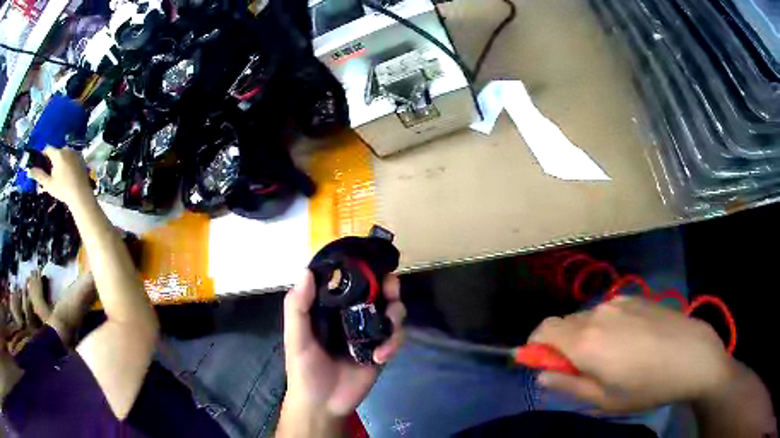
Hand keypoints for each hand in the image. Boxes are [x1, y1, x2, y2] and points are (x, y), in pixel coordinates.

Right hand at [28, 147, 92, 207]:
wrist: (80, 194)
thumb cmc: (63, 189)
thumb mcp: (48, 183)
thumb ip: (39, 175)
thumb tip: (28, 170)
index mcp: (58, 154)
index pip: (48, 149)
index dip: (43, 155)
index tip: (41, 164)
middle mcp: (66, 149)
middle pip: (56, 151)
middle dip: (52, 160)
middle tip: (50, 173)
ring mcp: (74, 152)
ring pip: (64, 154)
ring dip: (60, 161)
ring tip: (59, 175)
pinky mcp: (80, 157)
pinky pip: (71, 157)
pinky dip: (67, 163)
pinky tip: (67, 175)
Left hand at [282, 270, 405, 417]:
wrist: (322, 404)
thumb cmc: (304, 369)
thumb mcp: (295, 337)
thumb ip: (297, 307)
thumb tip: (306, 271)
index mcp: (331, 308)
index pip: (350, 282)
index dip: (363, 270)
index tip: (372, 262)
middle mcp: (352, 316)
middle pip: (378, 292)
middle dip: (389, 287)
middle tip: (391, 289)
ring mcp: (369, 333)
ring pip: (393, 312)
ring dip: (396, 314)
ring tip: (389, 324)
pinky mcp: (382, 350)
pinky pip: (397, 338)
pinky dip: (394, 343)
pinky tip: (380, 356)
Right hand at [529, 296, 733, 411]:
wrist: (692, 355)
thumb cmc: (646, 386)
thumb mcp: (603, 399)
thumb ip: (567, 385)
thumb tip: (542, 375)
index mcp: (585, 341)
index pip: (542, 330)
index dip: (535, 346)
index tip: (545, 365)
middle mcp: (597, 314)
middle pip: (563, 323)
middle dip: (562, 344)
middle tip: (582, 368)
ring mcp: (618, 302)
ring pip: (586, 317)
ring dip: (585, 335)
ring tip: (611, 356)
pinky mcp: (635, 297)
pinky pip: (607, 310)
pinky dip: (605, 325)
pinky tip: (629, 341)